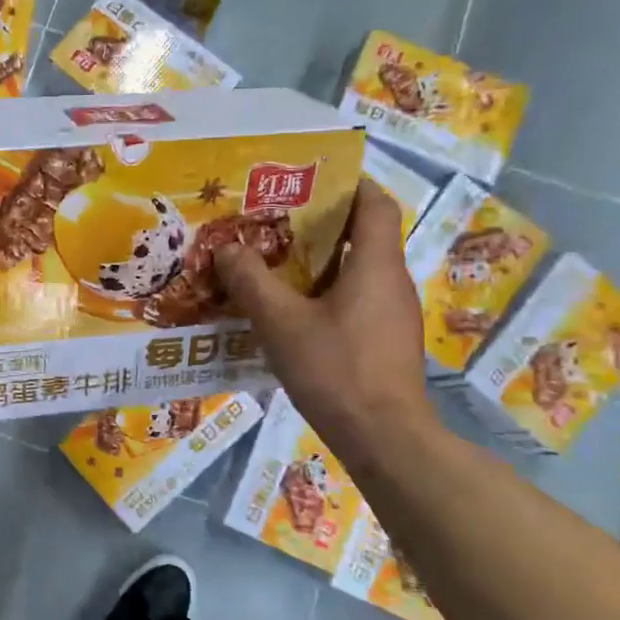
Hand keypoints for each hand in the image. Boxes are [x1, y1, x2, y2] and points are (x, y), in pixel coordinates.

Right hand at [213, 178, 435, 459]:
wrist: (384, 438)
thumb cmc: (336, 369)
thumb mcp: (281, 323)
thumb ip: (251, 282)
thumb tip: (226, 249)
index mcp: (375, 265)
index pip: (375, 204)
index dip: (349, 184)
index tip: (311, 181)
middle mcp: (392, 282)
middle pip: (362, 237)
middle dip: (319, 226)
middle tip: (272, 224)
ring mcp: (393, 315)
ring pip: (356, 272)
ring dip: (319, 264)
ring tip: (272, 266)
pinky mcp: (386, 343)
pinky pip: (355, 302)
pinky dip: (326, 295)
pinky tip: (291, 314)